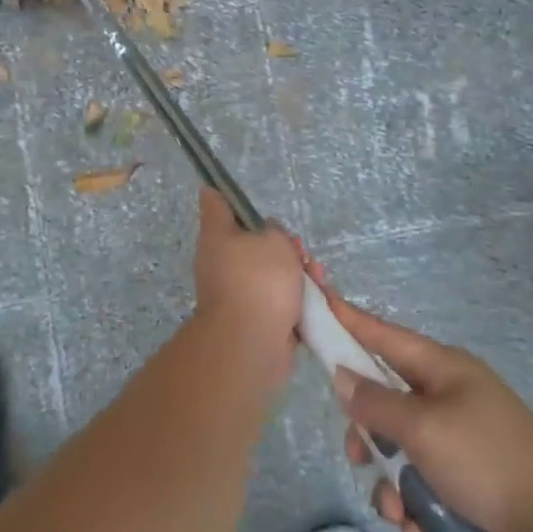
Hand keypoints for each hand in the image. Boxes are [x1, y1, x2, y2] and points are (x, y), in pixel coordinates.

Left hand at [191, 189, 302, 382]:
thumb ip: (274, 230)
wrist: (252, 343)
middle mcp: (221, 261)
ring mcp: (237, 291)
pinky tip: (318, 299)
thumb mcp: (274, 240)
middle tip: (299, 252)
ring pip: (271, 271)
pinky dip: (297, 297)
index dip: (225, 192)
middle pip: (253, 241)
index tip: (236, 188)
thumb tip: (267, 236)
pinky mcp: (255, 316)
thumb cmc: (259, 280)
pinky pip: (278, 298)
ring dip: (297, 272)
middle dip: (284, 244)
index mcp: (217, 236)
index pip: (215, 203)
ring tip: (316, 278)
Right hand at [310, 263, 532, 531]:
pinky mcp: (465, 487)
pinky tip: (428, 531)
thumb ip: (376, 402)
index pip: (383, 336)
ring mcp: (457, 445)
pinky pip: (421, 492)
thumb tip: (343, 376)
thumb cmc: (487, 459)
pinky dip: (419, 513)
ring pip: (398, 457)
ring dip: (393, 488)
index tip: (319, 300)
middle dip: (368, 437)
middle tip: (359, 455)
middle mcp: (446, 401)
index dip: (349, 320)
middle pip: (384, 405)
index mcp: (441, 371)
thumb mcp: (423, 427)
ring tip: (404, 511)